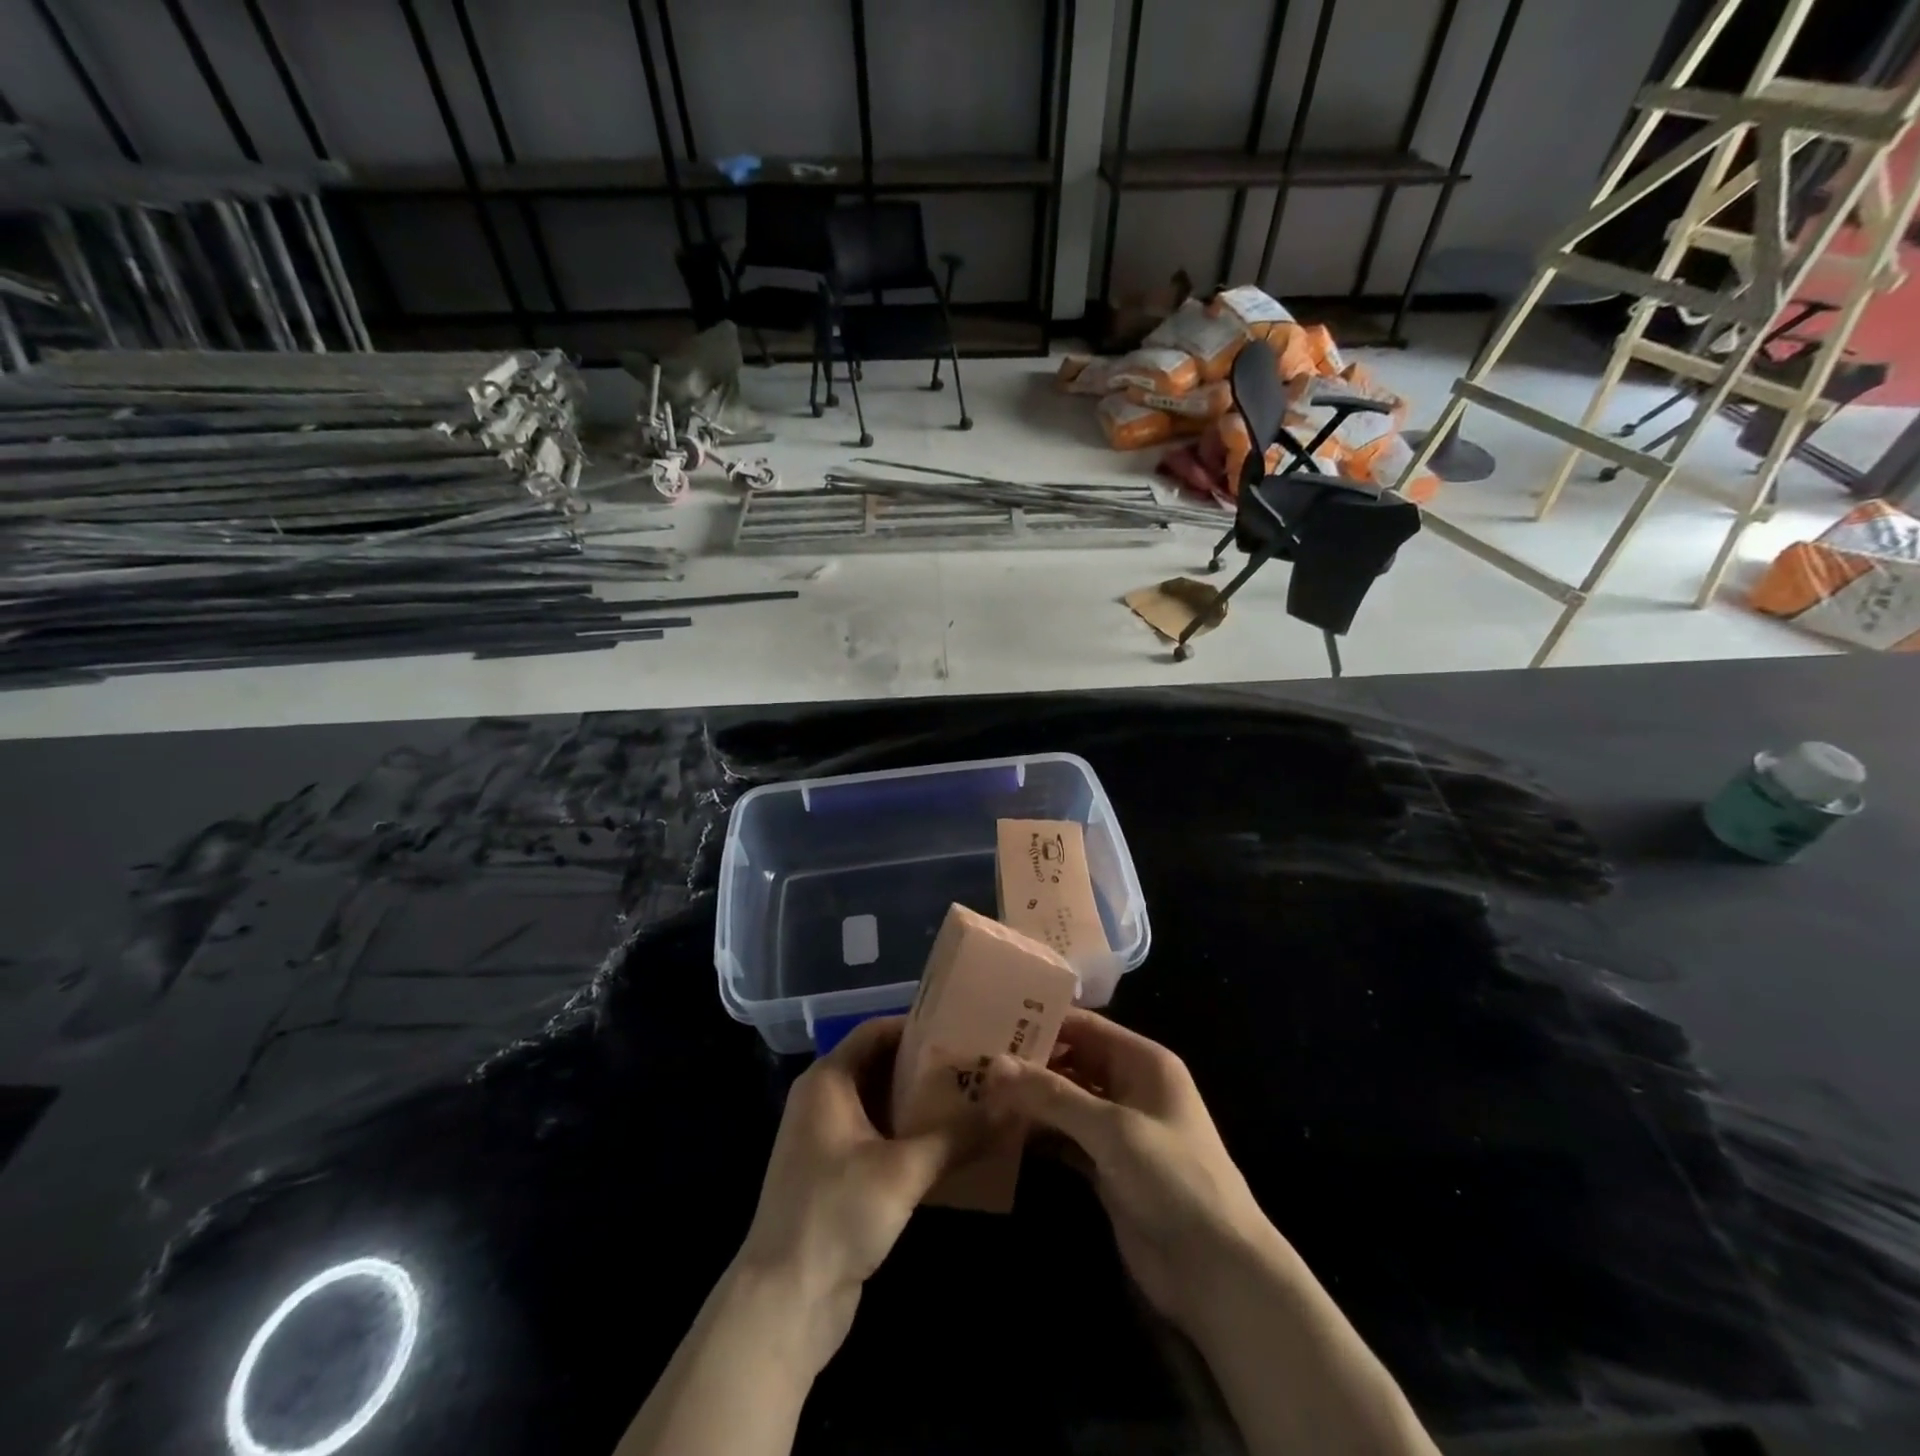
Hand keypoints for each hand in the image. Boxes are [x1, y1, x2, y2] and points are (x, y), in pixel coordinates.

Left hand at [733, 1016, 961, 1371]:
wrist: (785, 1302)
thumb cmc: (836, 1214)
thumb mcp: (904, 1170)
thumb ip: (959, 1134)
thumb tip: (1014, 1104)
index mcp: (828, 1080)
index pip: (877, 1030)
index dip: (919, 1026)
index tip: (965, 1030)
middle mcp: (824, 1100)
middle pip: (882, 1065)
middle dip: (929, 1066)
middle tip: (980, 1066)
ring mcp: (828, 1139)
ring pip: (883, 1104)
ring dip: (923, 1104)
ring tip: (977, 1100)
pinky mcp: (838, 1175)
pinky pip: (880, 1138)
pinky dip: (911, 1136)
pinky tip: (952, 1146)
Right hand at [983, 1010, 1277, 1334]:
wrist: (1217, 1272)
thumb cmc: (1173, 1179)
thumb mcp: (1112, 1129)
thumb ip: (1053, 1095)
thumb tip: (994, 1065)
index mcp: (1143, 1062)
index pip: (1085, 1027)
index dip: (1042, 1022)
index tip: (992, 1021)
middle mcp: (1129, 1087)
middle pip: (1071, 1062)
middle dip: (1029, 1064)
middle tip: (974, 1061)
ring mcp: (1117, 1130)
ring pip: (1064, 1102)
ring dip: (1029, 1101)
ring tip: (976, 1093)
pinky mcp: (1106, 1168)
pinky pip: (1064, 1139)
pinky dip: (1037, 1135)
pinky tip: (1000, 1132)